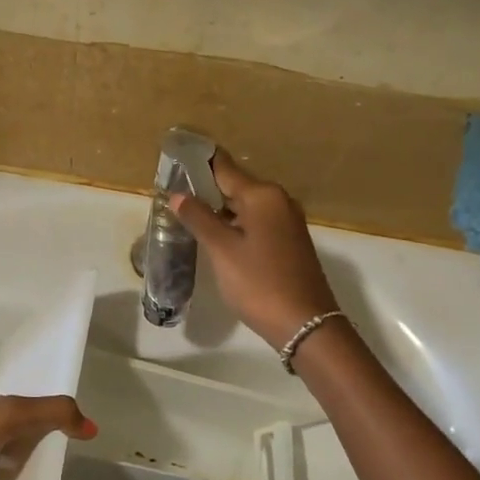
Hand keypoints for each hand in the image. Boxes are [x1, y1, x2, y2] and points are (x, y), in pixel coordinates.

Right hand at [170, 148, 340, 349]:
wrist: (305, 324)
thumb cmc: (259, 283)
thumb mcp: (222, 251)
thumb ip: (199, 219)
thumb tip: (177, 195)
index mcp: (263, 196)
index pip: (224, 168)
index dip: (199, 162)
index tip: (176, 156)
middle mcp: (279, 201)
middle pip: (236, 186)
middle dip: (206, 188)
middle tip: (174, 192)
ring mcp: (287, 222)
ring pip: (246, 206)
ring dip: (220, 208)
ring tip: (188, 213)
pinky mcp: (289, 242)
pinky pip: (256, 222)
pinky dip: (235, 224)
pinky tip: (217, 235)